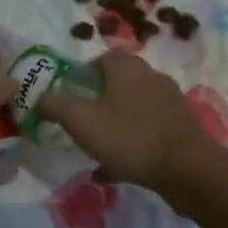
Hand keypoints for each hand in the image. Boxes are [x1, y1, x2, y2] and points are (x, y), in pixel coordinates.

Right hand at [38, 51, 227, 196]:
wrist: (188, 169)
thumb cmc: (130, 136)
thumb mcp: (81, 120)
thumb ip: (55, 105)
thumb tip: (40, 96)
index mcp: (127, 68)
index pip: (103, 58)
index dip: (83, 73)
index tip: (70, 95)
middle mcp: (151, 78)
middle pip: (120, 83)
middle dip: (99, 100)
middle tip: (82, 121)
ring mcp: (169, 104)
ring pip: (134, 110)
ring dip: (115, 125)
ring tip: (97, 149)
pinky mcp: (181, 130)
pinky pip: (148, 134)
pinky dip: (131, 147)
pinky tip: (115, 169)